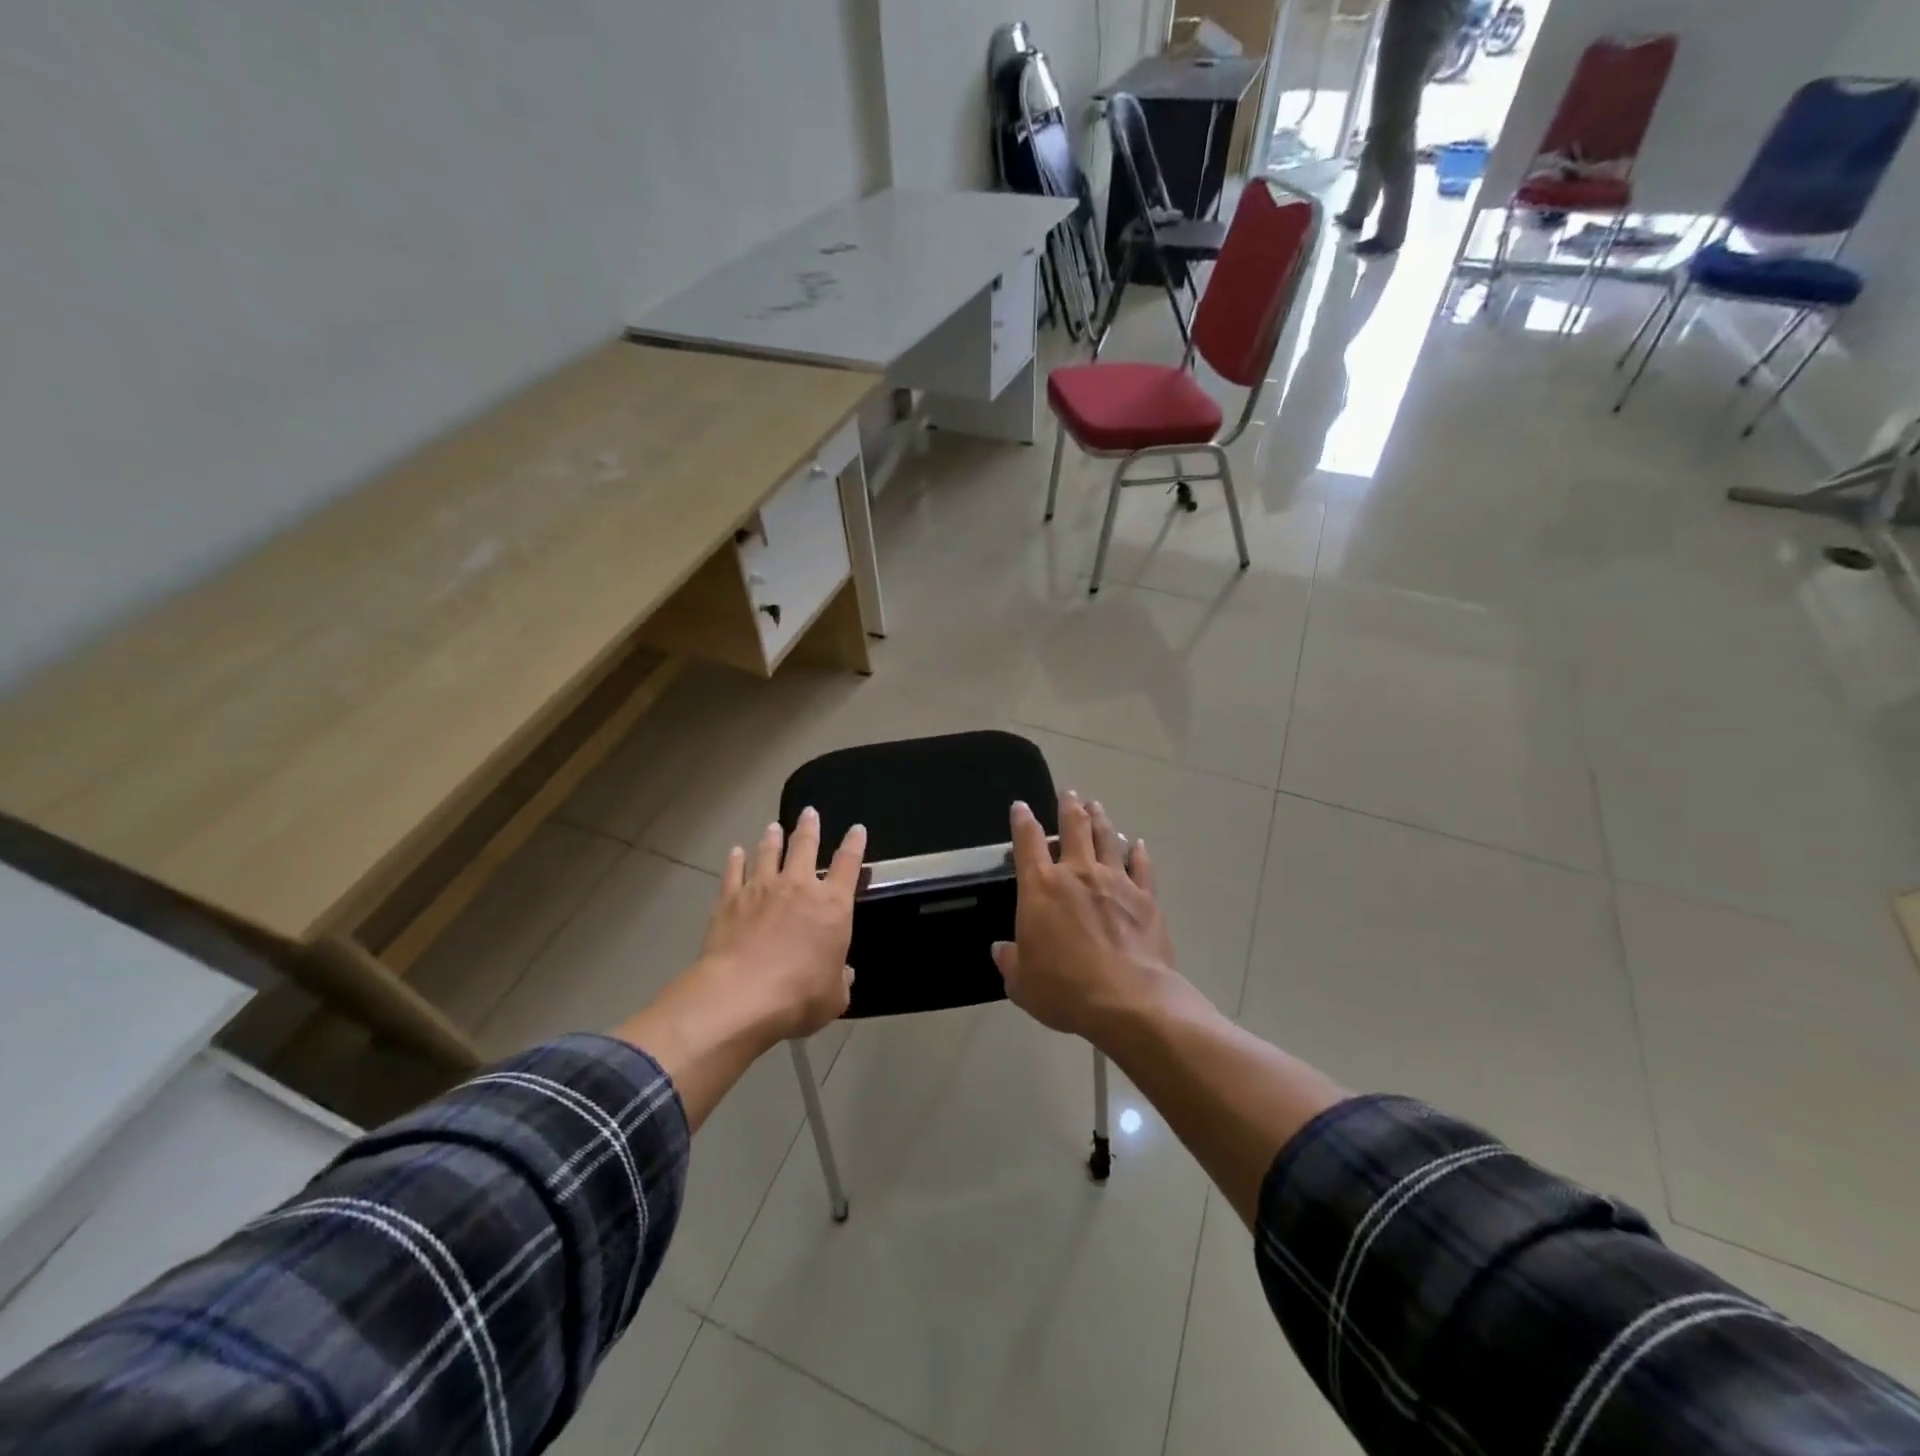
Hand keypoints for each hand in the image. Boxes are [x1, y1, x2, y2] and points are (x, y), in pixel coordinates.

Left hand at [697, 808, 866, 1041]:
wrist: (741, 996)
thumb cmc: (798, 996)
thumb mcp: (834, 996)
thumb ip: (840, 980)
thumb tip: (844, 973)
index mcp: (833, 906)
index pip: (848, 865)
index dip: (854, 844)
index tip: (856, 829)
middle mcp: (798, 887)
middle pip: (805, 846)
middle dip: (809, 827)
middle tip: (809, 812)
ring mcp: (761, 889)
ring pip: (768, 852)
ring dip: (772, 838)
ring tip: (774, 827)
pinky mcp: (730, 900)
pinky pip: (733, 872)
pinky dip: (735, 861)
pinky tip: (735, 852)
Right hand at [992, 792, 1179, 1041]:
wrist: (1128, 1000)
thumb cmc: (1065, 990)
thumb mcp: (1022, 983)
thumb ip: (1010, 962)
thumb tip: (1001, 949)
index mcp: (1041, 888)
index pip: (1027, 842)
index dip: (1022, 820)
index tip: (1021, 807)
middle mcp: (1078, 873)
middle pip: (1073, 827)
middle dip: (1068, 807)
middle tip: (1069, 794)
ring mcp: (1115, 881)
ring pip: (1107, 838)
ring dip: (1100, 819)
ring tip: (1096, 806)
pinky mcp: (1146, 897)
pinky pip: (1141, 866)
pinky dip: (1138, 852)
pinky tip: (1138, 844)